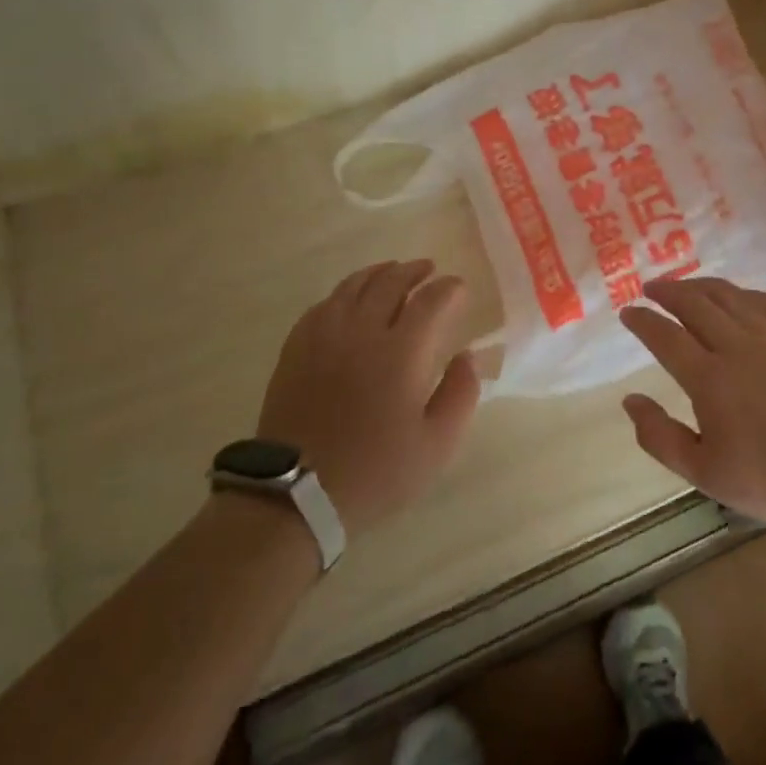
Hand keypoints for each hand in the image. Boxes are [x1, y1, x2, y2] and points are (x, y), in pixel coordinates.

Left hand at [257, 259, 481, 533]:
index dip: (449, 289)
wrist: (296, 494)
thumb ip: (461, 393)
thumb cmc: (376, 471)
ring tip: (393, 271)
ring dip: (379, 273)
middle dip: (415, 271)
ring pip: (354, 286)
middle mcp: (362, 331)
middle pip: (391, 282)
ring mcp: (324, 336)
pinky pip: (323, 304)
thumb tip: (469, 356)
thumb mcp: (437, 445)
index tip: (460, 288)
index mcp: (401, 352)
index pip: (431, 300)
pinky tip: (350, 299)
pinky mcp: (296, 348)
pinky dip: (344, 293)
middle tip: (429, 270)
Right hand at [619, 277, 765, 529]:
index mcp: (709, 379)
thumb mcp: (702, 472)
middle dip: (669, 291)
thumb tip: (630, 400)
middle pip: (696, 304)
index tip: (628, 312)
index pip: (666, 337)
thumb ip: (659, 436)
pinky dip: (746, 294)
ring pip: (731, 297)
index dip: (643, 321)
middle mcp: (737, 347)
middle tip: (652, 287)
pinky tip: (740, 297)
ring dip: (702, 286)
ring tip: (687, 285)